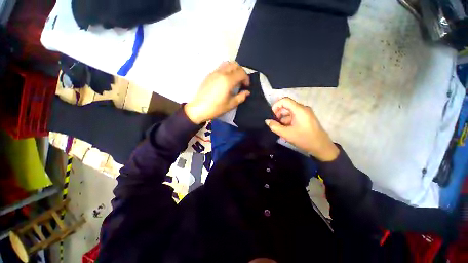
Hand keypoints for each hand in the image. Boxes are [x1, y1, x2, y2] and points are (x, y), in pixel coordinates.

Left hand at [184, 61, 250, 123]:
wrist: (199, 108)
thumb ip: (241, 97)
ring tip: (234, 79)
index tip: (246, 86)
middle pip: (234, 64)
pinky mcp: (209, 75)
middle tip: (241, 81)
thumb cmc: (216, 108)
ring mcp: (214, 73)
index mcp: (227, 80)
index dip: (246, 78)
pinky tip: (225, 81)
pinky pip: (220, 68)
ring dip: (233, 69)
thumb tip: (247, 92)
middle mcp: (221, 73)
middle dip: (241, 71)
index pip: (241, 73)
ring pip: (227, 64)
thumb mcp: (231, 104)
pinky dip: (226, 70)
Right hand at [265, 97, 338, 161]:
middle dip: (278, 115)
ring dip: (283, 120)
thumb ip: (274, 126)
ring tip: (281, 130)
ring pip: (290, 113)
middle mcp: (303, 109)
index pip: (285, 100)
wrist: (322, 148)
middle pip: (287, 106)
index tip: (272, 116)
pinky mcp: (306, 118)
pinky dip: (288, 122)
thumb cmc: (304, 139)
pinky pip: (294, 117)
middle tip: (275, 125)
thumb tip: (267, 121)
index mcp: (299, 110)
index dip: (276, 106)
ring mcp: (305, 114)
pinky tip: (286, 131)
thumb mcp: (286, 134)